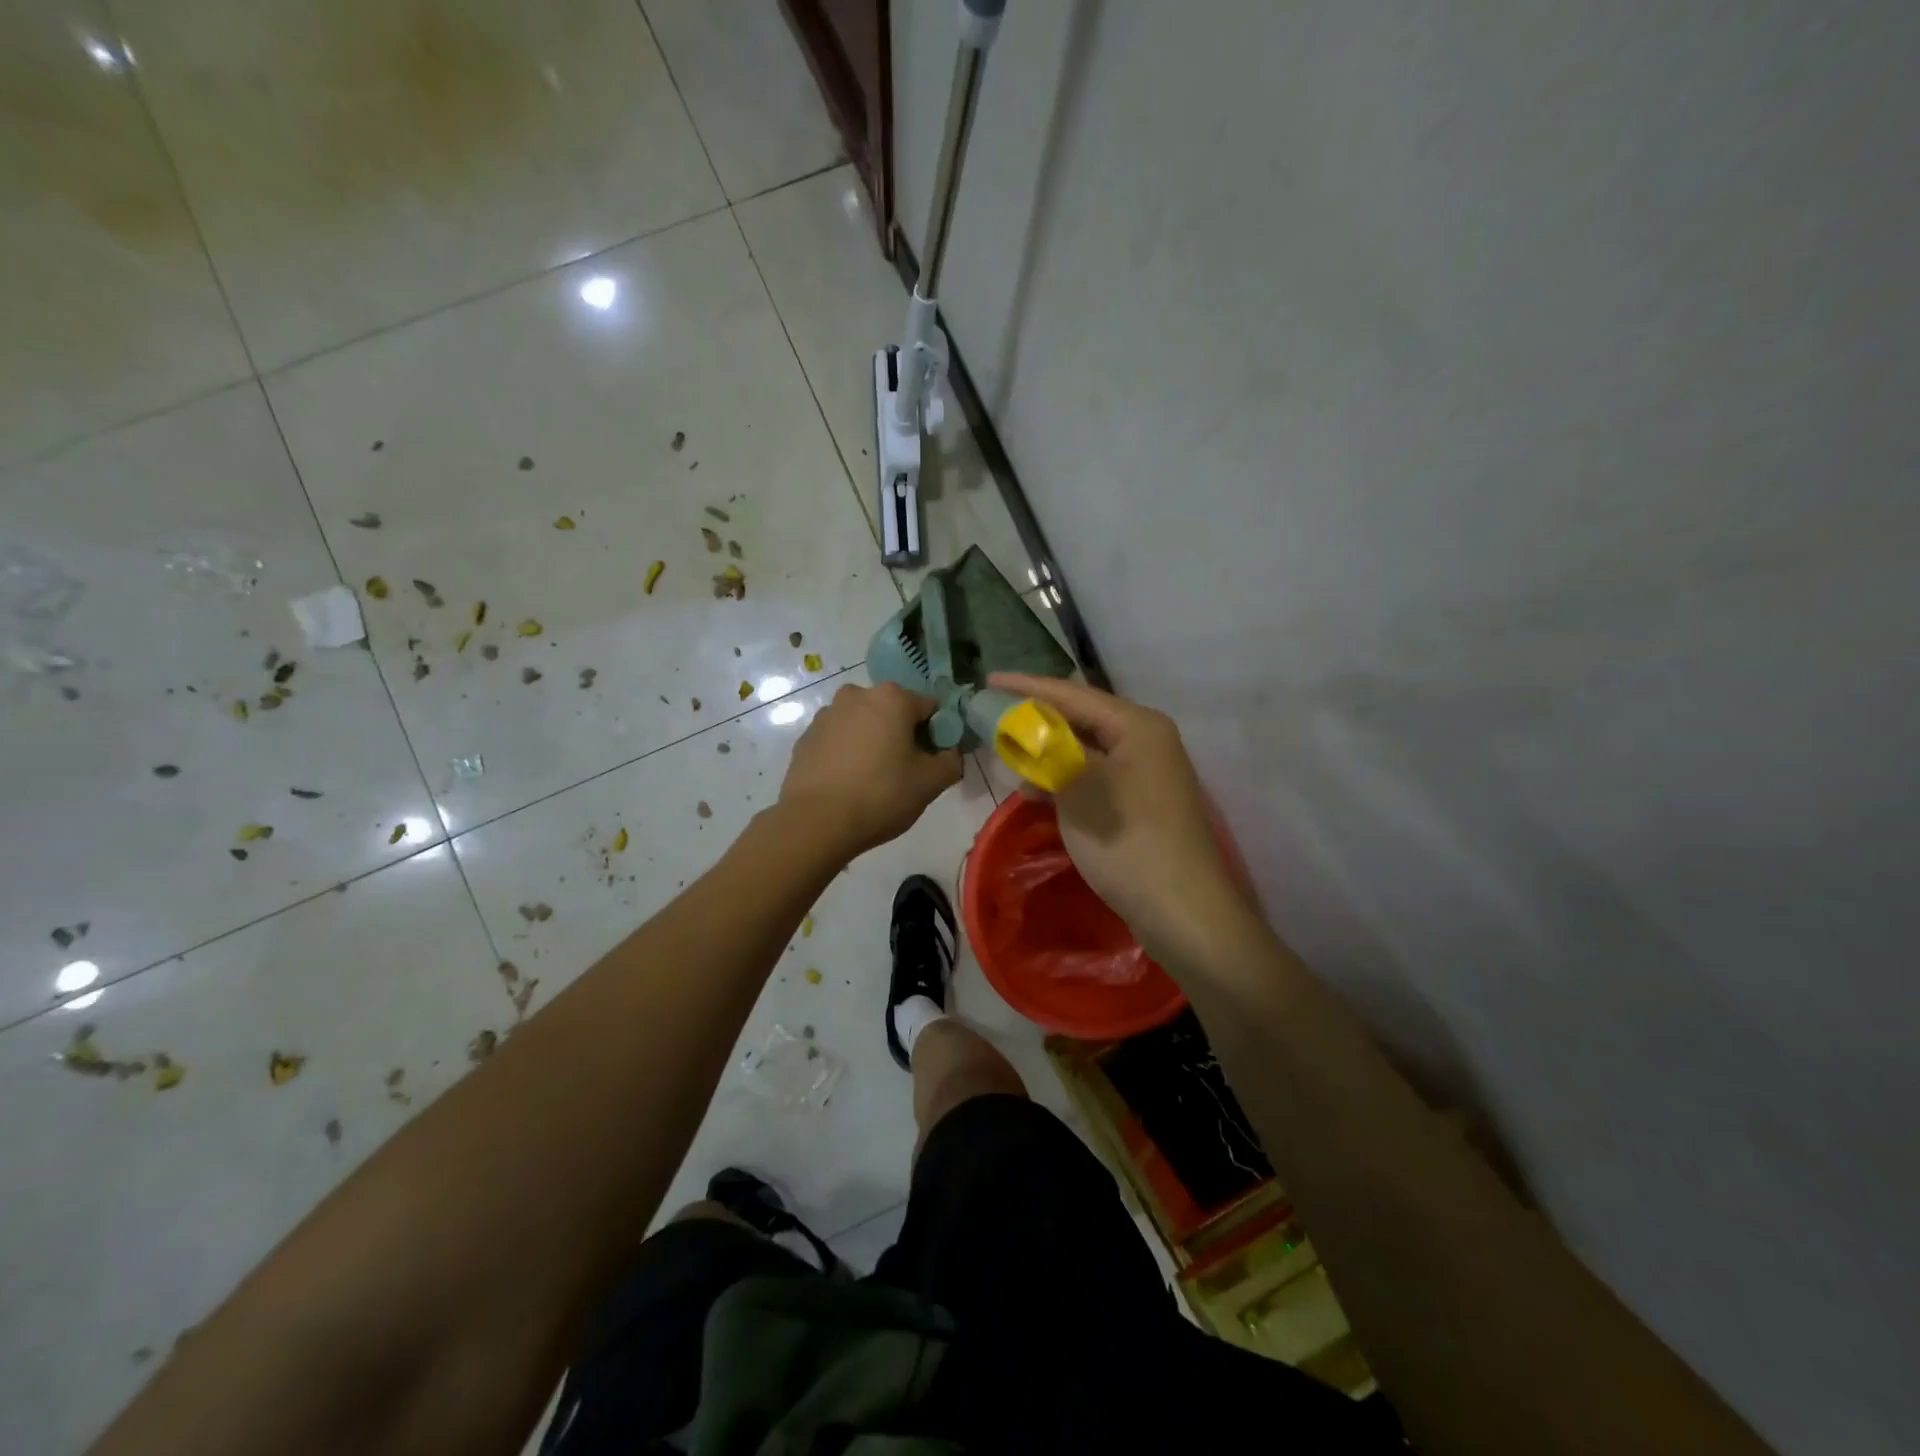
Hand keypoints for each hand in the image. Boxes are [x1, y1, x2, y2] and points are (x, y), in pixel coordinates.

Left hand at [779, 682, 961, 856]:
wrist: (816, 822)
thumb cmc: (881, 795)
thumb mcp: (931, 783)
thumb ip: (951, 761)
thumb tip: (949, 754)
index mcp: (892, 698)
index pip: (930, 708)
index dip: (937, 734)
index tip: (932, 762)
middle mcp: (856, 695)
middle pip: (893, 712)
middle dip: (902, 735)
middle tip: (904, 773)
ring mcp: (826, 715)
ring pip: (863, 724)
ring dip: (873, 742)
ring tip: (873, 780)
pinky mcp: (806, 738)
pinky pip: (838, 740)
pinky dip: (847, 754)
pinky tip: (848, 783)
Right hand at [990, 673, 1249, 965]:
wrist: (1183, 911)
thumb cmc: (1130, 842)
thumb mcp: (1080, 790)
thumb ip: (1049, 753)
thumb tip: (1024, 739)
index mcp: (1137, 725)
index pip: (1071, 694)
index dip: (1026, 687)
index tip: (987, 681)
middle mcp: (1146, 739)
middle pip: (1080, 716)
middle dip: (1036, 716)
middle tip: (993, 715)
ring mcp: (1146, 771)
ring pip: (1086, 747)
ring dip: (1047, 749)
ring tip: (1007, 751)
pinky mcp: (1141, 800)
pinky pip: (1094, 774)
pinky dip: (1064, 776)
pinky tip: (1036, 788)